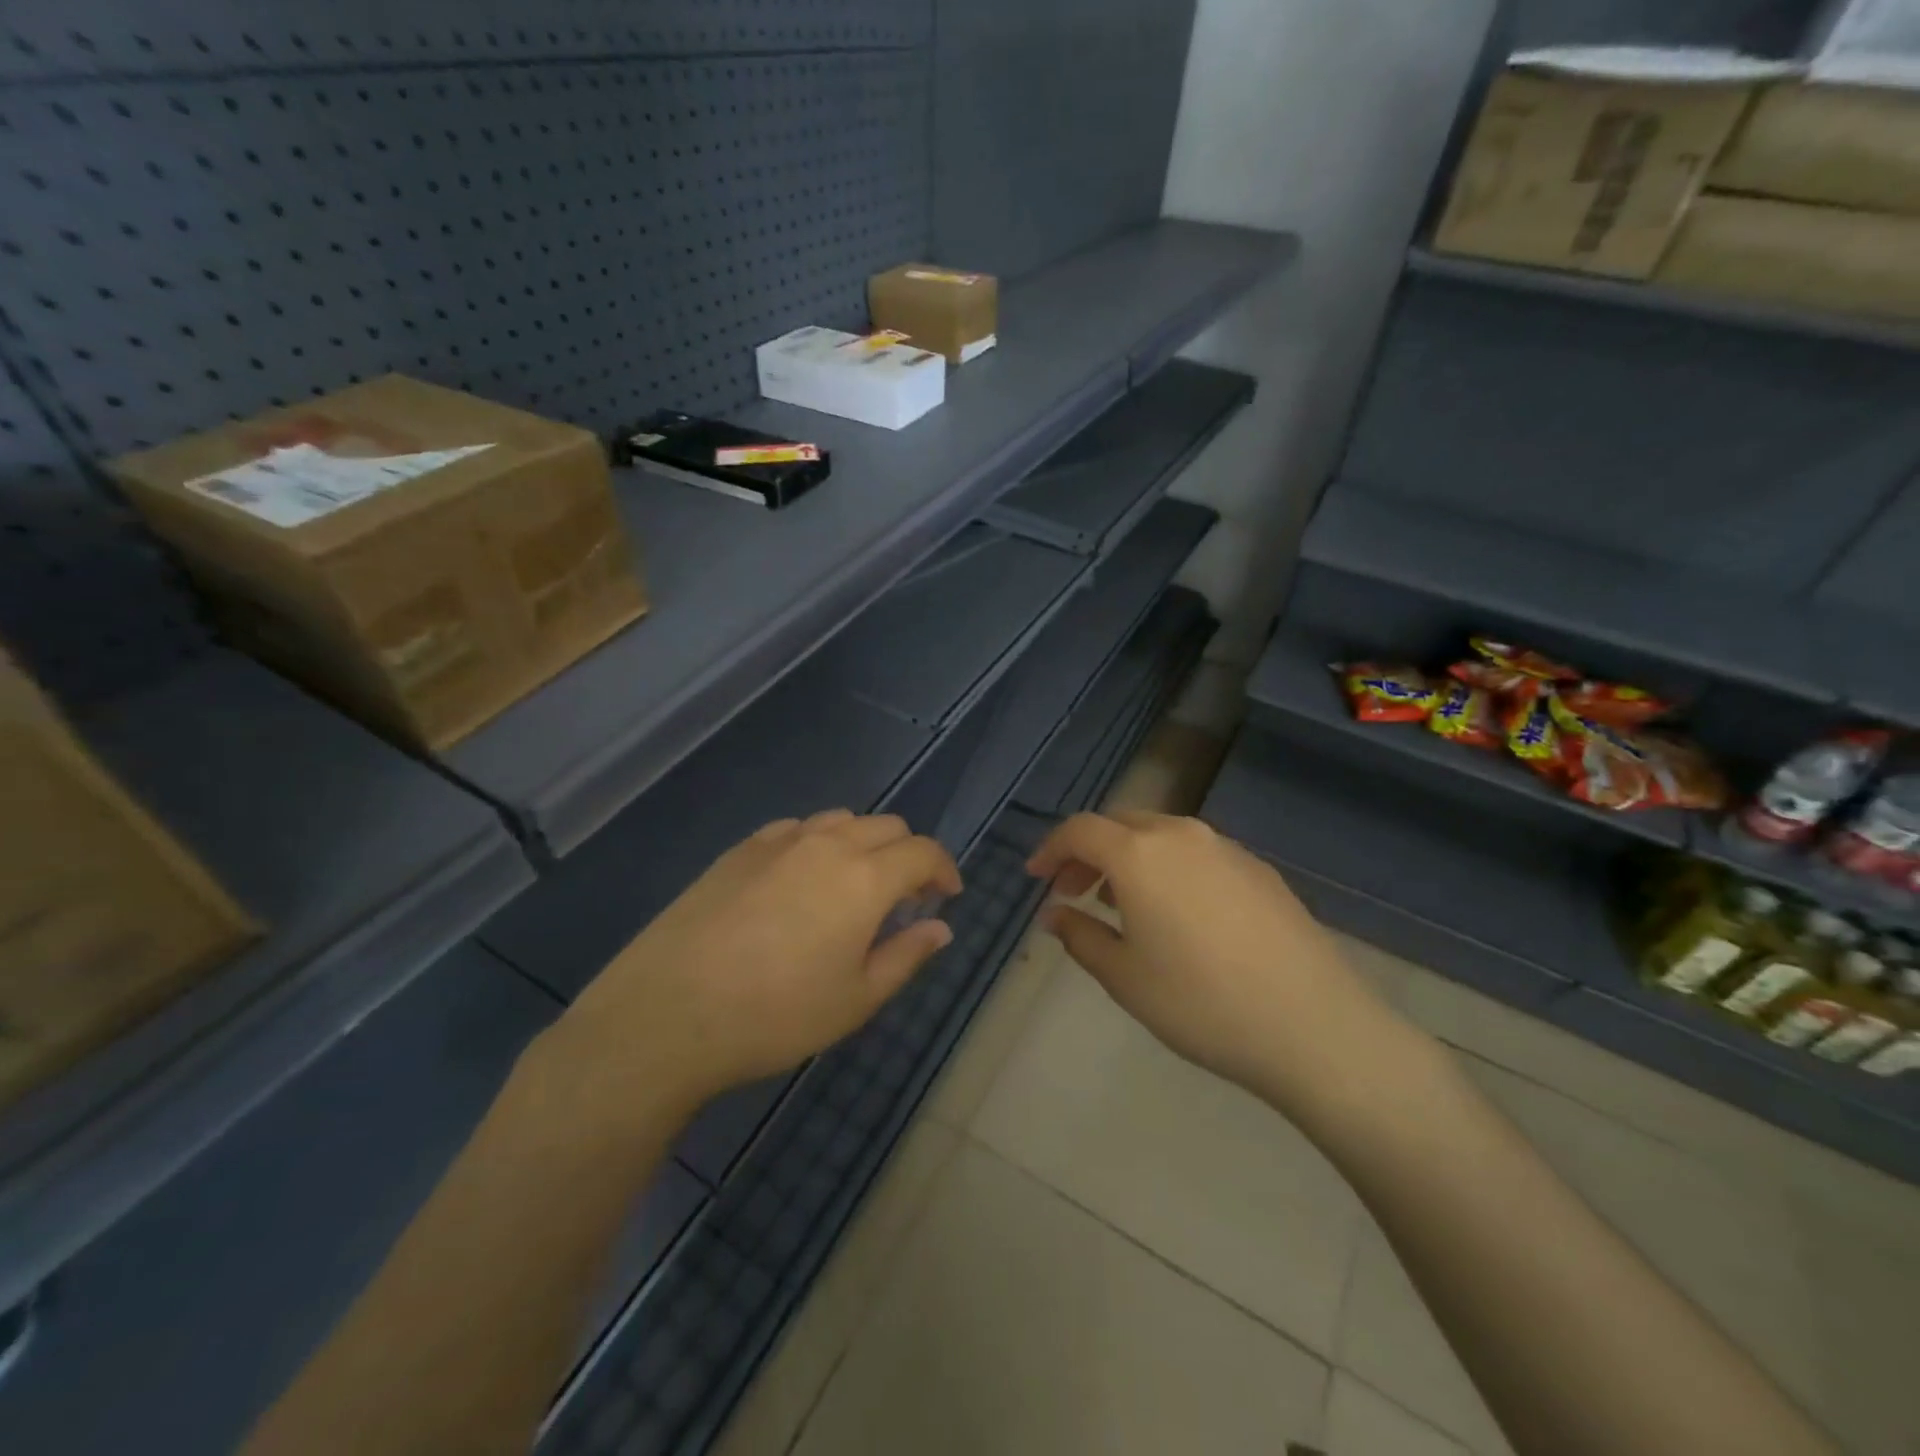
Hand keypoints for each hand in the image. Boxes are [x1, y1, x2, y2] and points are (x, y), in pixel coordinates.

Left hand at [547, 810, 962, 1120]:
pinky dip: (818, 844)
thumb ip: (907, 955)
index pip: (923, 851)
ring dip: (863, 844)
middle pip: (886, 826)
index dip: (944, 869)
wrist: (667, 1014)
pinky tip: (801, 882)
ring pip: (840, 821)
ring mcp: (778, 841)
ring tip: (853, 888)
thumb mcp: (856, 999)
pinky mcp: (739, 850)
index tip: (946, 896)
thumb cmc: (775, 1015)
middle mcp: (827, 844)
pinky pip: (796, 830)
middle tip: (903, 899)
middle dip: (907, 855)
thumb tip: (941, 928)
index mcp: (865, 877)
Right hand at [1027, 811, 1398, 1103]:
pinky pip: (1197, 853)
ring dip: (1130, 859)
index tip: (1037, 878)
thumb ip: (1080, 936)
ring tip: (1122, 905)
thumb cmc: (1200, 1002)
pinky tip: (1177, 914)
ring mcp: (1226, 849)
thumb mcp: (1125, 977)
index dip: (1051, 849)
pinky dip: (1169, 868)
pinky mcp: (1259, 870)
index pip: (1080, 830)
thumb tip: (1055, 915)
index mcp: (1140, 854)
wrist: (1313, 1026)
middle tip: (1074, 892)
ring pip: (1161, 836)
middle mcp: (1182, 835)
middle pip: (1120, 825)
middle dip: (1089, 853)